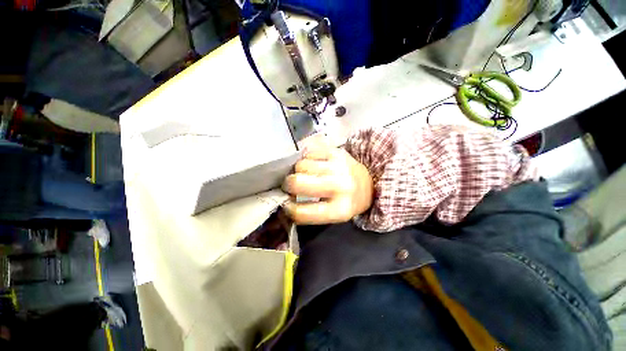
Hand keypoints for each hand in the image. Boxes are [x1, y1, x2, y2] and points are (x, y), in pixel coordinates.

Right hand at [282, 147, 373, 224]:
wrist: (367, 182)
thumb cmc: (347, 201)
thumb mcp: (333, 214)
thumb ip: (310, 212)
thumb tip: (285, 202)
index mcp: (339, 209)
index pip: (302, 212)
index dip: (289, 209)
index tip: (286, 204)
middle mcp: (339, 186)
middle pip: (298, 183)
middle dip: (288, 184)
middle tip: (290, 185)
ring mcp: (337, 166)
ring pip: (301, 165)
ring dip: (298, 171)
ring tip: (305, 174)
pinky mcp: (336, 151)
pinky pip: (309, 153)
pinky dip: (306, 160)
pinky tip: (312, 165)